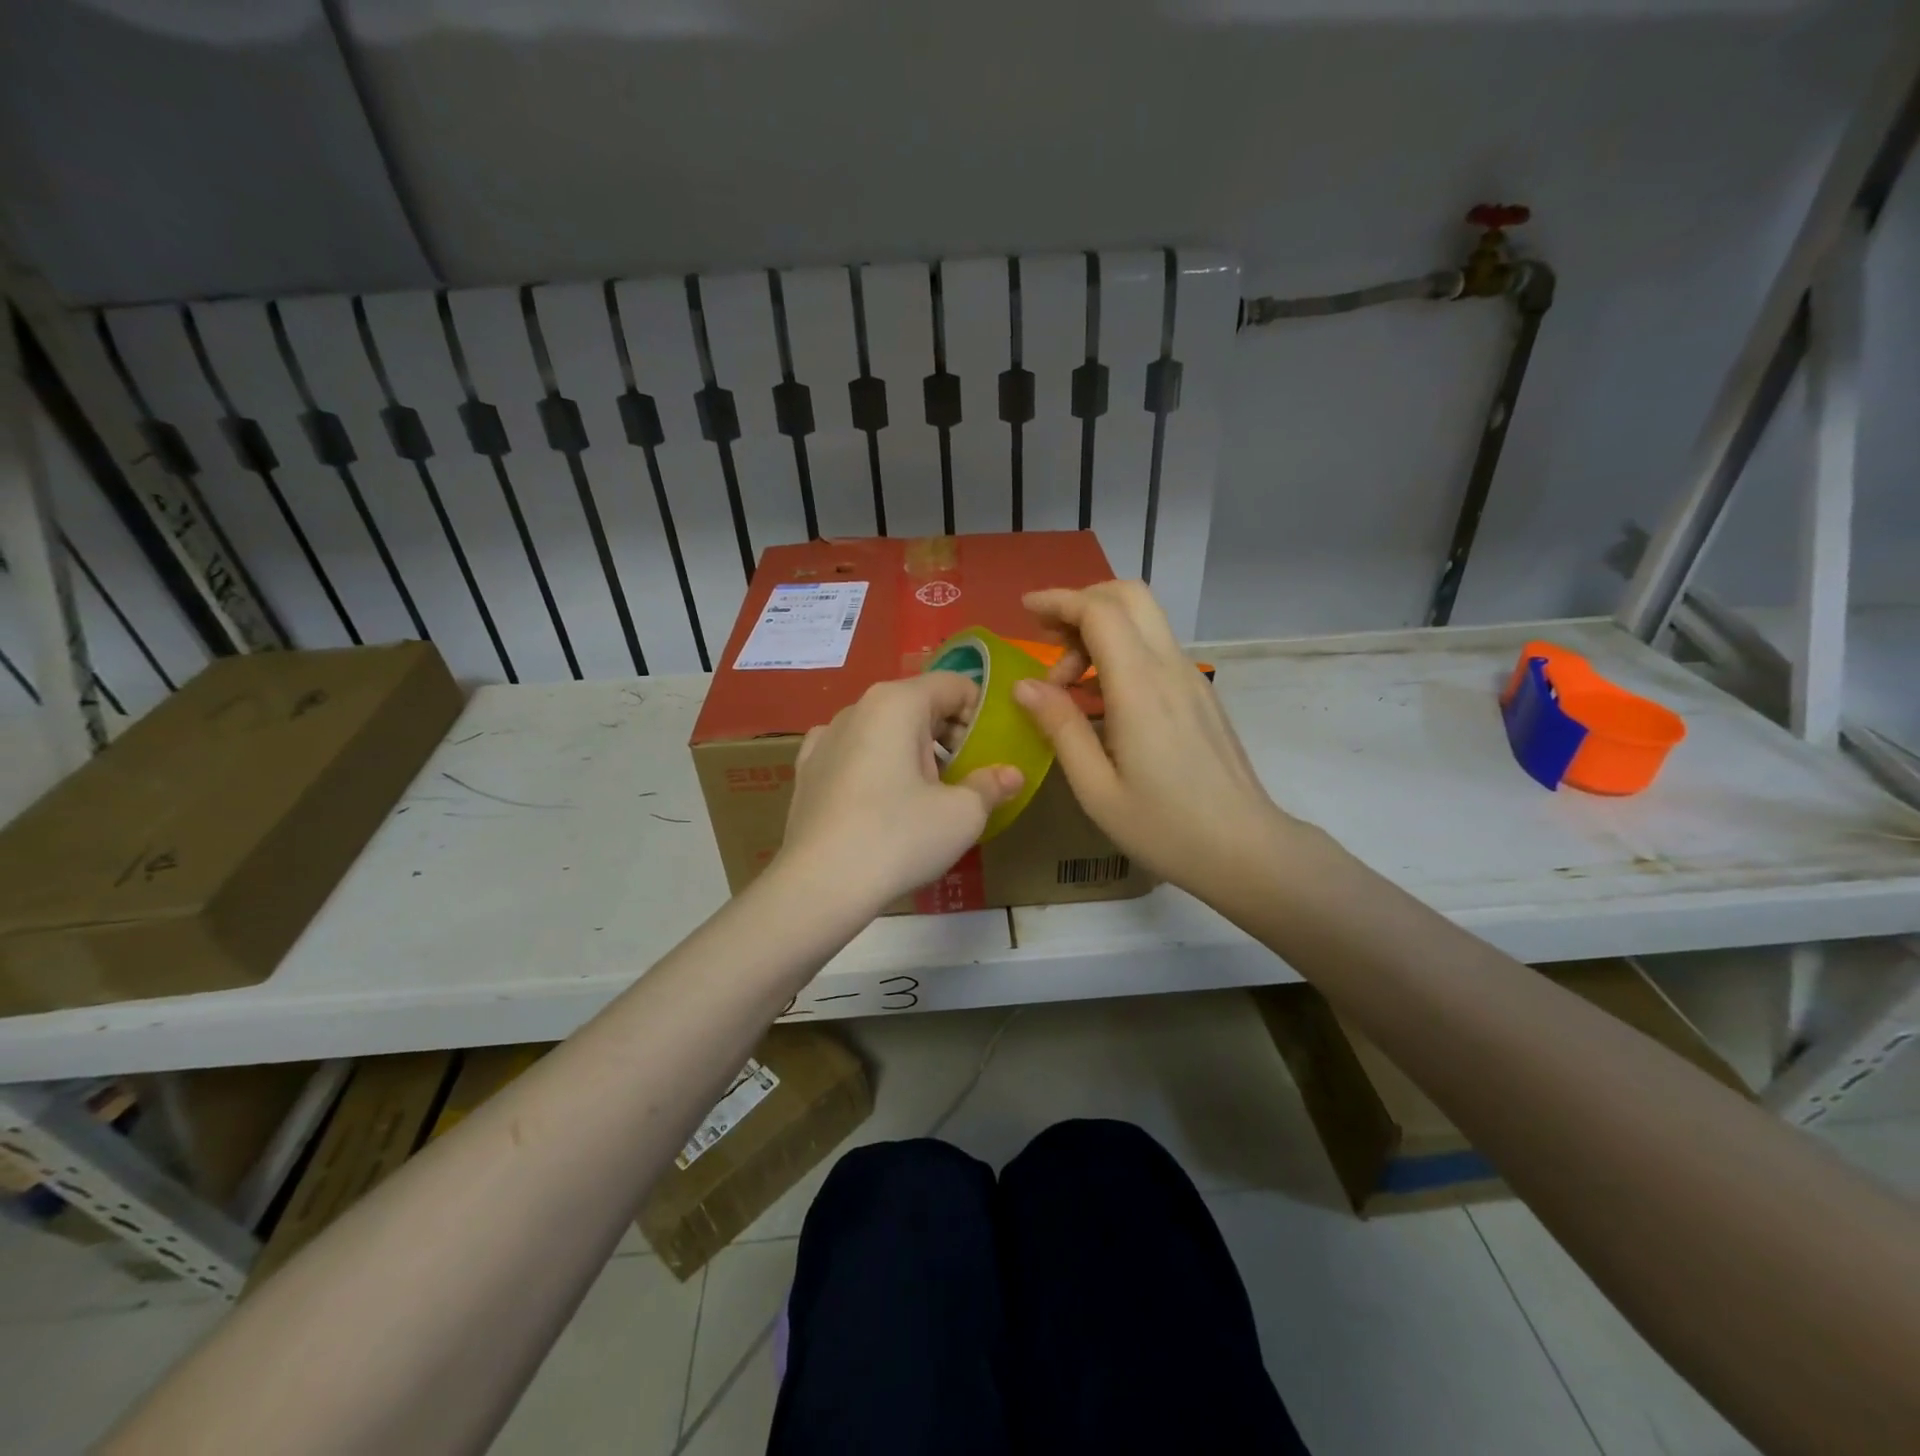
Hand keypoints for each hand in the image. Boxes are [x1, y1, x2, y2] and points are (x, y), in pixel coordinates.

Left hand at [774, 673, 1023, 910]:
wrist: (819, 885)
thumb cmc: (899, 838)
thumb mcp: (962, 814)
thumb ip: (991, 785)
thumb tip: (1012, 774)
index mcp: (897, 702)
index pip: (955, 685)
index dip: (982, 714)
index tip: (990, 752)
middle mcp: (857, 707)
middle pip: (918, 704)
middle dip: (948, 735)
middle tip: (965, 777)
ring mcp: (824, 737)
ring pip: (884, 729)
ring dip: (912, 751)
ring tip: (925, 795)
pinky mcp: (806, 769)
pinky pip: (853, 753)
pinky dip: (874, 765)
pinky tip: (879, 798)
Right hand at [1013, 581, 1299, 903]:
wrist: (1246, 849)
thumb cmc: (1165, 827)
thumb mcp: (1097, 788)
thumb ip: (1061, 728)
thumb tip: (1025, 685)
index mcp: (1140, 687)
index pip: (1099, 611)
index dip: (1059, 600)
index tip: (1026, 610)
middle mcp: (1170, 668)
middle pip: (1130, 596)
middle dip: (1083, 602)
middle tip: (1048, 638)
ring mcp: (1191, 679)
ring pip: (1145, 622)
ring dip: (1101, 631)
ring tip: (1068, 684)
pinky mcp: (1200, 695)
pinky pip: (1156, 651)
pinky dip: (1121, 653)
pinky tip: (1101, 701)